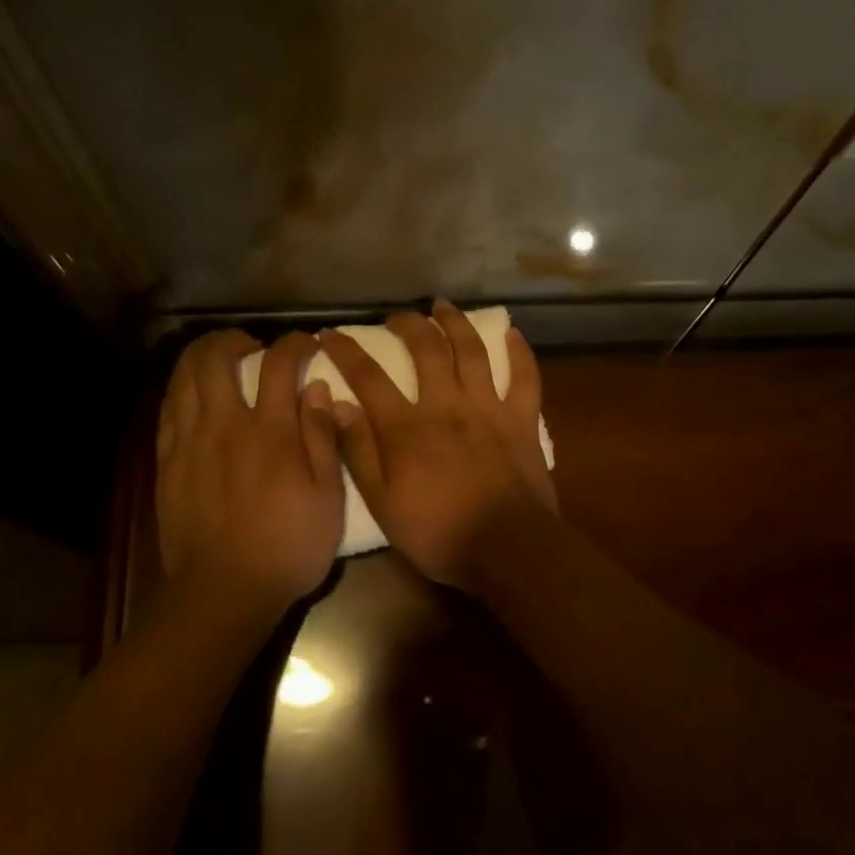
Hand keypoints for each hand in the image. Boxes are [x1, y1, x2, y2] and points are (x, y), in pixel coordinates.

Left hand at [156, 330, 345, 618]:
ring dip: (201, 355)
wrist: (225, 589)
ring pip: (184, 377)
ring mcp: (189, 441)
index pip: (279, 364)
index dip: (294, 344)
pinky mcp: (167, 461)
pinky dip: (181, 387)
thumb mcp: (327, 498)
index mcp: (271, 432)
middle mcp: (226, 424)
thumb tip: (319, 388)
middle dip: (234, 338)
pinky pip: (168, 408)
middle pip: (217, 358)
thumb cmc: (288, 547)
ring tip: (218, 357)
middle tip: (252, 345)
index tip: (307, 344)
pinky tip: (192, 392)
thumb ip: (323, 438)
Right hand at [320, 301, 555, 592]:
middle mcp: (447, 405)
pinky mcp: (522, 421)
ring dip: (456, 323)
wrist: (506, 548)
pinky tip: (512, 333)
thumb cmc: (437, 533)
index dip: (346, 351)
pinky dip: (520, 353)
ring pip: (472, 352)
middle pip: (426, 350)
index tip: (330, 334)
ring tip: (443, 306)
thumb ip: (358, 452)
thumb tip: (338, 405)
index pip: (368, 377)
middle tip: (396, 317)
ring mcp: (488, 409)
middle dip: (407, 325)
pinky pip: (525, 378)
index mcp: (406, 427)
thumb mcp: (382, 503)